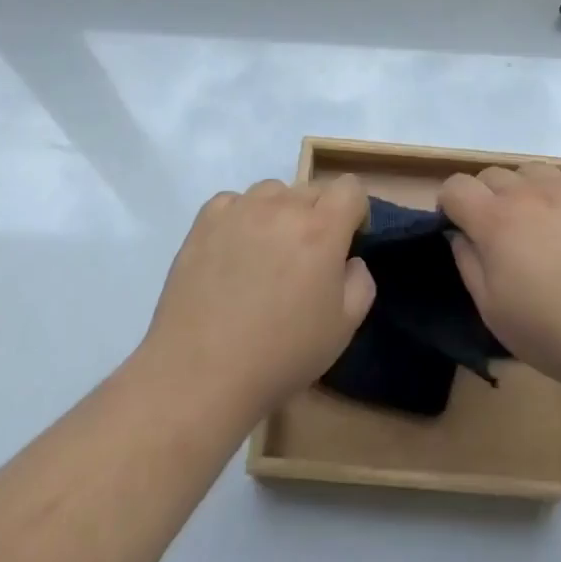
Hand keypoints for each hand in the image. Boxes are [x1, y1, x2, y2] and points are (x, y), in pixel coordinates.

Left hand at [143, 176, 374, 419]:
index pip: (350, 187)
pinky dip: (241, 217)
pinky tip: (234, 251)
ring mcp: (239, 210)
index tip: (347, 242)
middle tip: (305, 260)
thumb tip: (349, 260)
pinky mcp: (204, 222)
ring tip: (266, 253)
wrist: (200, 374)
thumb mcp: (343, 328)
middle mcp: (282, 207)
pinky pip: (233, 202)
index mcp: (322, 229)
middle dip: (318, 216)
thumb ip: (360, 282)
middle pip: (312, 190)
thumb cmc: (280, 355)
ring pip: (273, 192)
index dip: (355, 211)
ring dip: (279, 213)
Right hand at [440, 163, 560, 400]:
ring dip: (521, 190)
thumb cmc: (554, 332)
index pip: (456, 186)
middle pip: (491, 174)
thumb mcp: (493, 311)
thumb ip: (468, 263)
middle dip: (484, 198)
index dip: (449, 204)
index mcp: (495, 220)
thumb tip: (460, 234)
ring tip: (536, 226)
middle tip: (498, 235)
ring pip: (529, 170)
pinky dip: (555, 195)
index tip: (458, 228)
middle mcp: (528, 193)